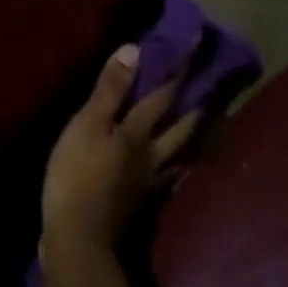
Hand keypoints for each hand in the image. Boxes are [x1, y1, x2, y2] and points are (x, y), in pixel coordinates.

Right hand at [41, 45, 201, 256]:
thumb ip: (110, 90)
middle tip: (210, 91)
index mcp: (137, 134)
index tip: (193, 51)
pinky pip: (166, 179)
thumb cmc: (77, 173)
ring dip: (190, 138)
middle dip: (192, 107)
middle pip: (178, 128)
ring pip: (177, 155)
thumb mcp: (87, 124)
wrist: (78, 236)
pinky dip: (175, 169)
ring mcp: (147, 182)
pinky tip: (175, 170)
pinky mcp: (138, 202)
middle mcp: (151, 156)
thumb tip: (135, 50)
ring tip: (204, 127)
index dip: (175, 73)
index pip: (161, 97)